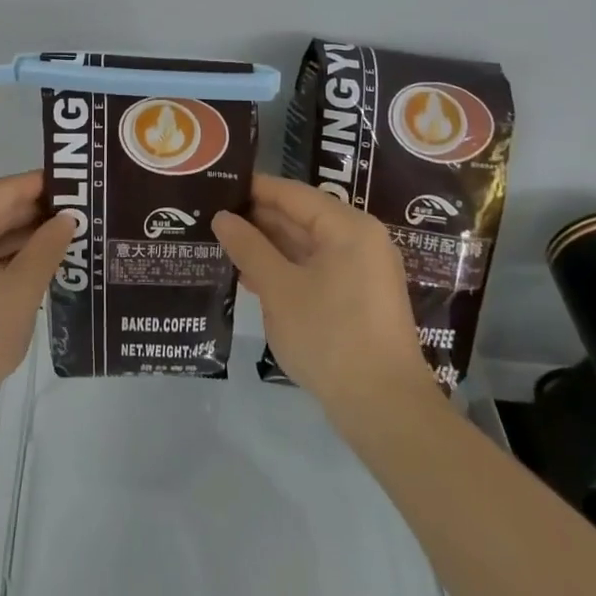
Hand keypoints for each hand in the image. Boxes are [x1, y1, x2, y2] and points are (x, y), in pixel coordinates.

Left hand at [0, 171, 71, 444]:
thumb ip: (47, 247)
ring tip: (70, 235)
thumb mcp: (20, 292)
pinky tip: (38, 262)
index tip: (81, 184)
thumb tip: (68, 218)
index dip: (44, 185)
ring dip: (23, 236)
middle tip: (83, 211)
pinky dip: (4, 257)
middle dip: (37, 212)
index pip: (6, 189)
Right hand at [214, 176, 442, 425]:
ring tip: (220, 243)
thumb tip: (221, 217)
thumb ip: (248, 247)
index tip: (213, 186)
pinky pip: (314, 268)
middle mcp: (359, 239)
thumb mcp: (279, 288)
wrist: (385, 409)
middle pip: (299, 216)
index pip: (290, 193)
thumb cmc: (330, 337)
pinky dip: (284, 268)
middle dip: (256, 219)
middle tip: (210, 216)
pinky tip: (249, 276)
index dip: (251, 188)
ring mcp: (361, 270)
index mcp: (347, 226)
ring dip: (266, 246)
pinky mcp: (357, 297)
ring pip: (305, 244)